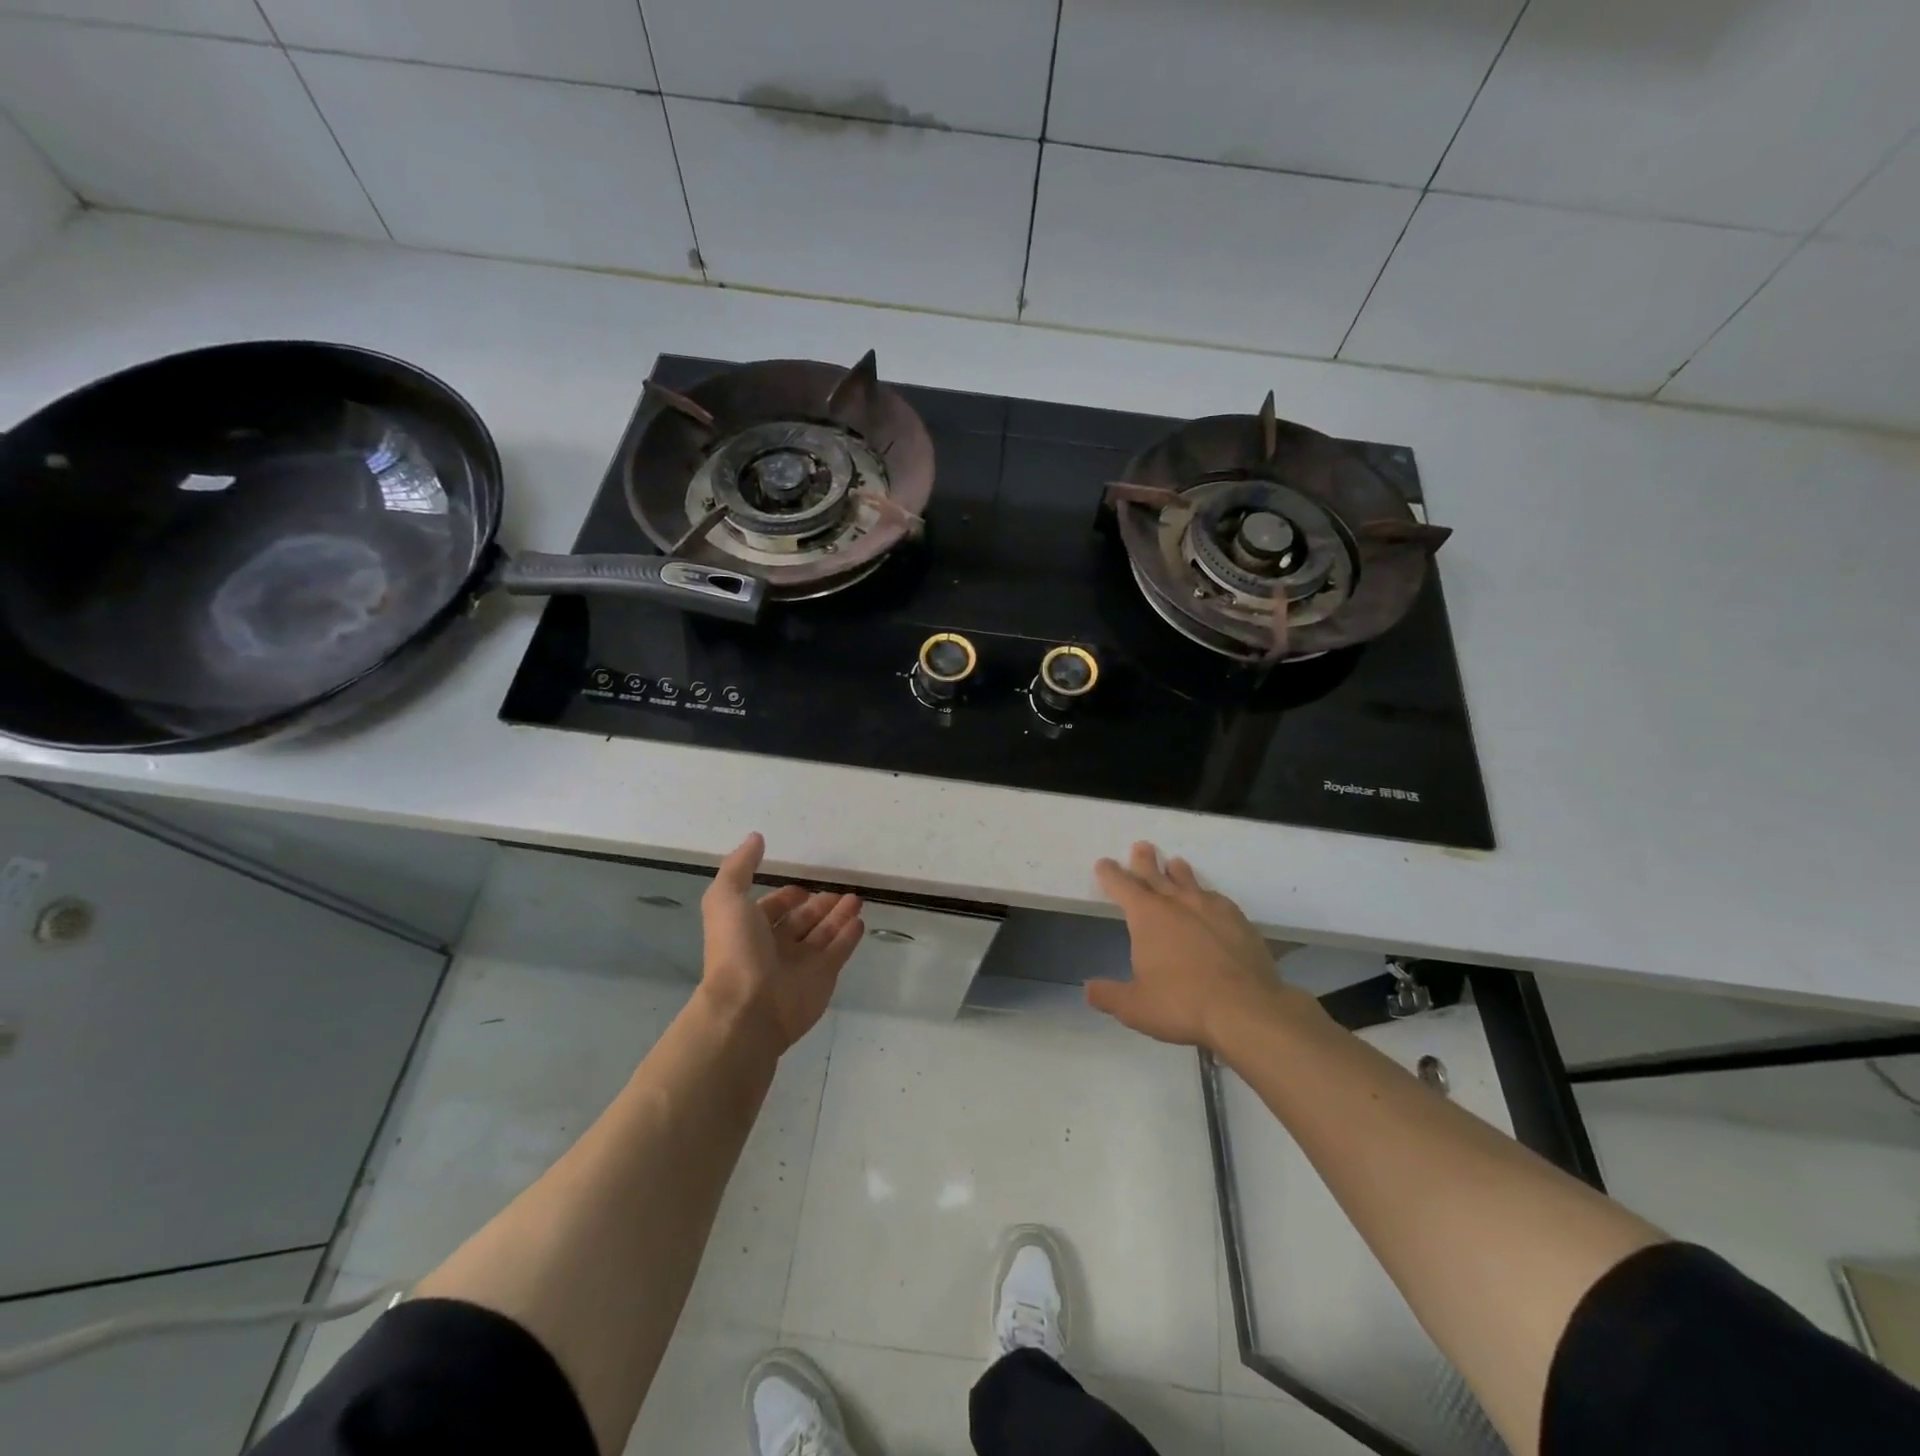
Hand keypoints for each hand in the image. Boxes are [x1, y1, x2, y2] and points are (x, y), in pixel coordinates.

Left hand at [697, 833, 863, 1052]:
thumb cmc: (735, 951)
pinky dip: (850, 936)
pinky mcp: (824, 977)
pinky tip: (860, 921)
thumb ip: (740, 867)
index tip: (803, 885)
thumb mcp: (726, 899)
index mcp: (750, 929)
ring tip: (857, 898)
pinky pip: (840, 951)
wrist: (748, 1008)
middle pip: (802, 920)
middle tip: (841, 890)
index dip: (787, 896)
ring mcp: (801, 963)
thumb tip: (755, 837)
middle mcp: (775, 946)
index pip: (772, 908)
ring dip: (839, 915)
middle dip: (819, 905)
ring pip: (824, 934)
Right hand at [1087, 841, 1310, 1050]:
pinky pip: (1218, 901)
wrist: (1246, 1009)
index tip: (1104, 864)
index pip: (1122, 886)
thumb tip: (1088, 989)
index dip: (1110, 874)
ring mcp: (1212, 909)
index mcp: (1147, 916)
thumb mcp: (1135, 1007)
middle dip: (1145, 861)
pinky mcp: (1240, 922)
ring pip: (1190, 882)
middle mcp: (1177, 903)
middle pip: (1156, 875)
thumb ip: (1109, 995)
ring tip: (1176, 864)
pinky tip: (1211, 902)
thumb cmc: (1181, 1004)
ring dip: (1179, 873)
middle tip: (1142, 847)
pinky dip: (1209, 897)